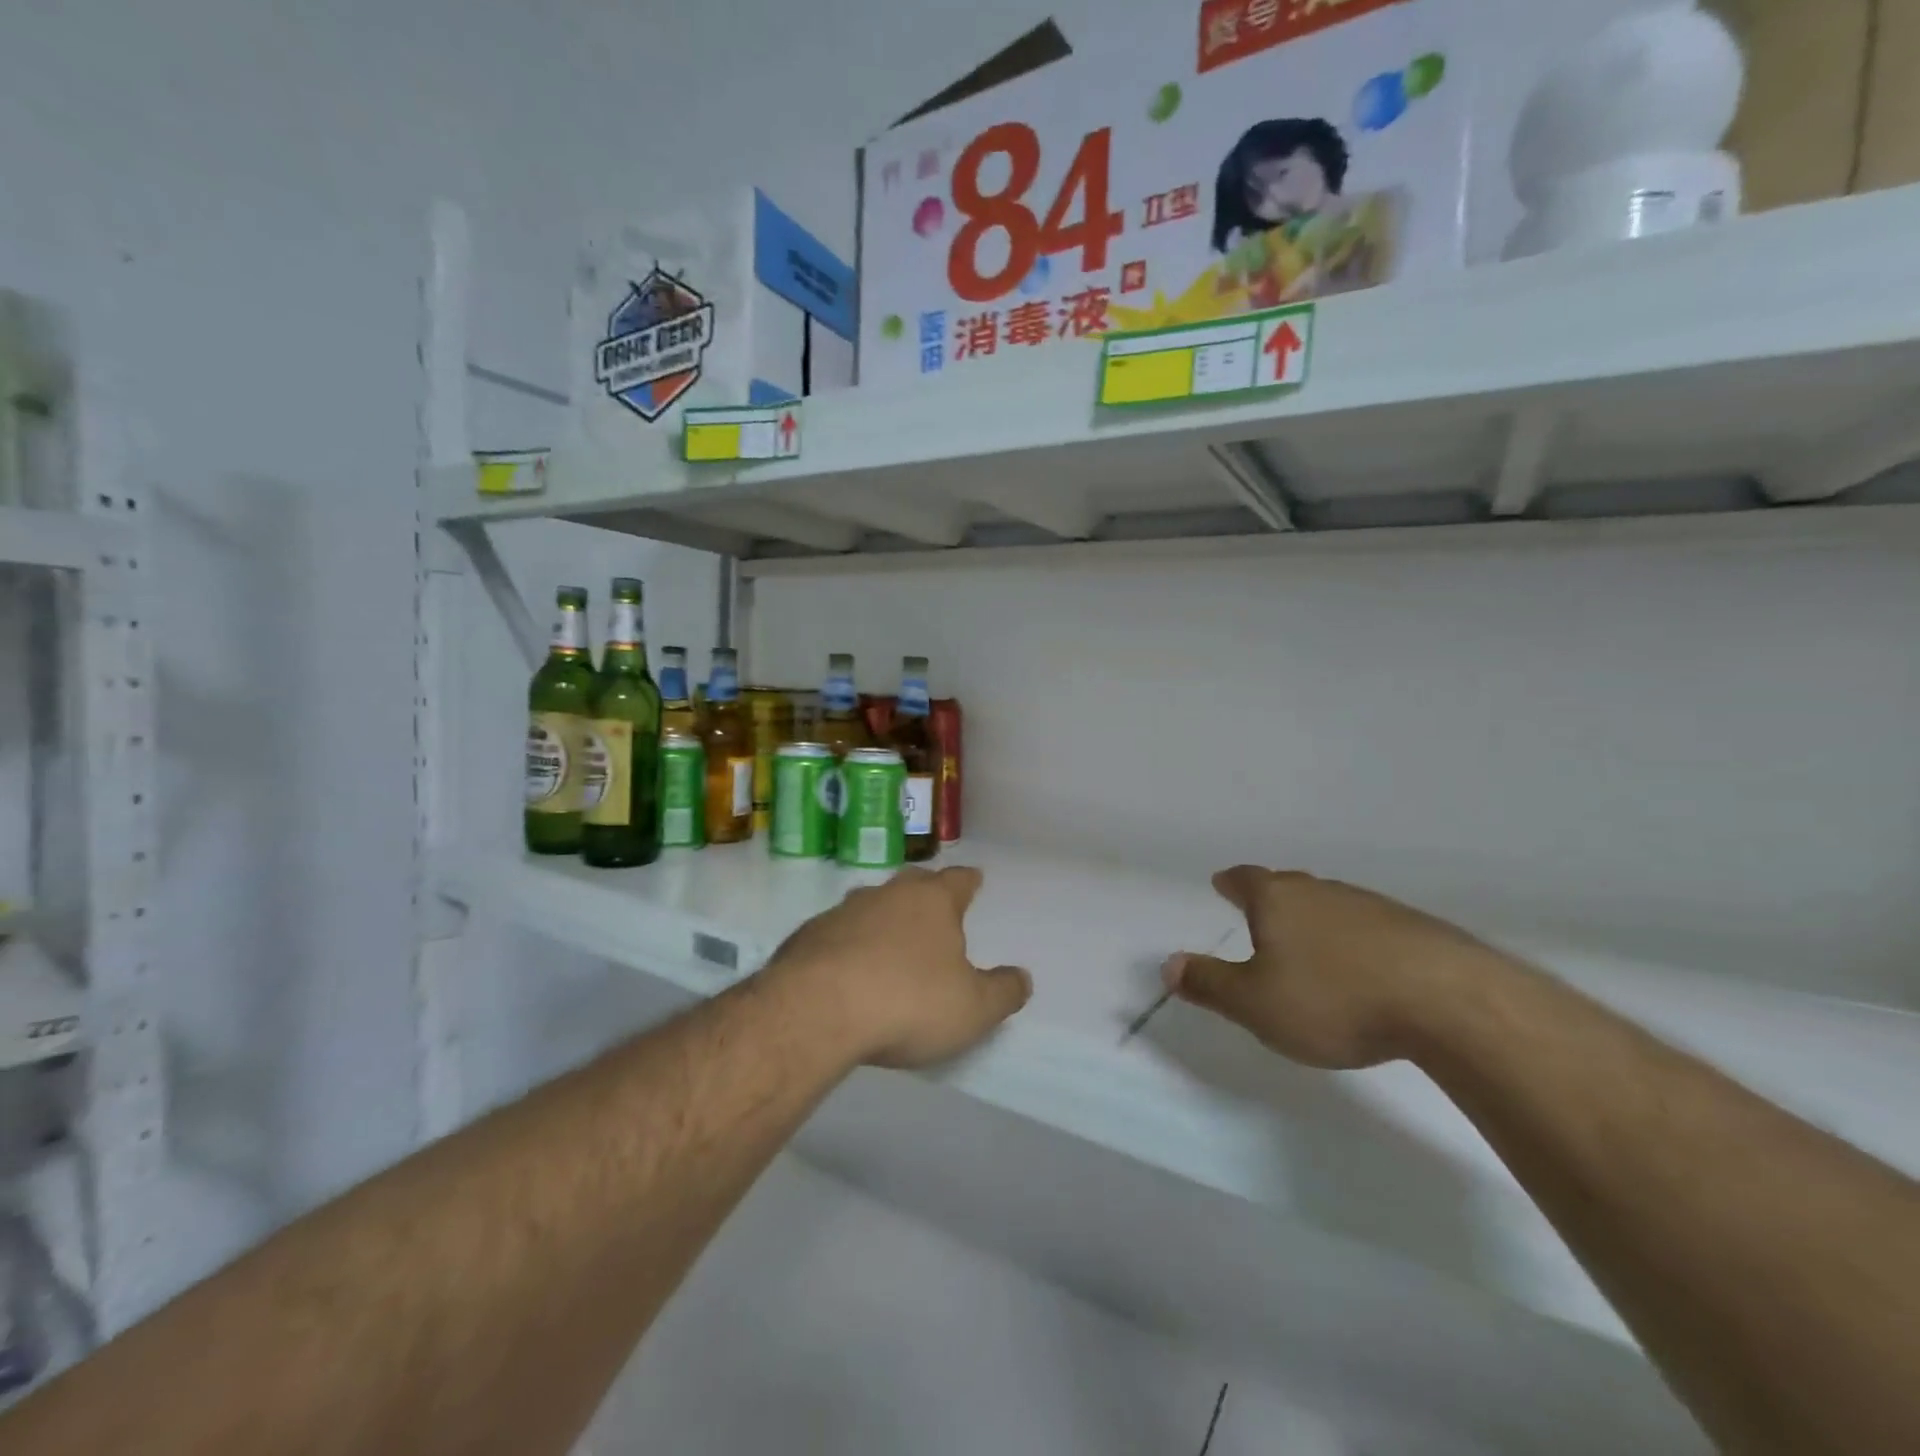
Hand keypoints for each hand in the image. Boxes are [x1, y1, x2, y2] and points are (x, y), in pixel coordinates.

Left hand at [764, 867, 1031, 1069]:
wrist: (816, 1010)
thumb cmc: (908, 1002)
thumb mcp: (972, 1009)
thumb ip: (1003, 992)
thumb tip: (1022, 978)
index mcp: (932, 901)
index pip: (958, 880)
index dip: (968, 881)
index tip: (974, 879)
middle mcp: (887, 895)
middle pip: (912, 882)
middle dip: (925, 891)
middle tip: (934, 905)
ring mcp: (843, 912)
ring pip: (871, 904)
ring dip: (883, 917)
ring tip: (890, 939)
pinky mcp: (807, 936)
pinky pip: (837, 932)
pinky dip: (847, 943)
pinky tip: (847, 968)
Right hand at [1164, 868, 1493, 1069]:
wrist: (1448, 1002)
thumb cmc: (1333, 999)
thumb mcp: (1255, 1003)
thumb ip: (1209, 984)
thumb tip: (1168, 965)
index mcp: (1278, 901)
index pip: (1246, 880)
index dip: (1231, 883)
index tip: (1222, 883)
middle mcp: (1322, 892)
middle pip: (1288, 886)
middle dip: (1271, 898)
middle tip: (1260, 912)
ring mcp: (1371, 907)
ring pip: (1330, 905)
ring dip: (1314, 919)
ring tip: (1309, 942)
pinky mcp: (1414, 930)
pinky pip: (1368, 927)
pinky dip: (1354, 940)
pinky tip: (1362, 966)